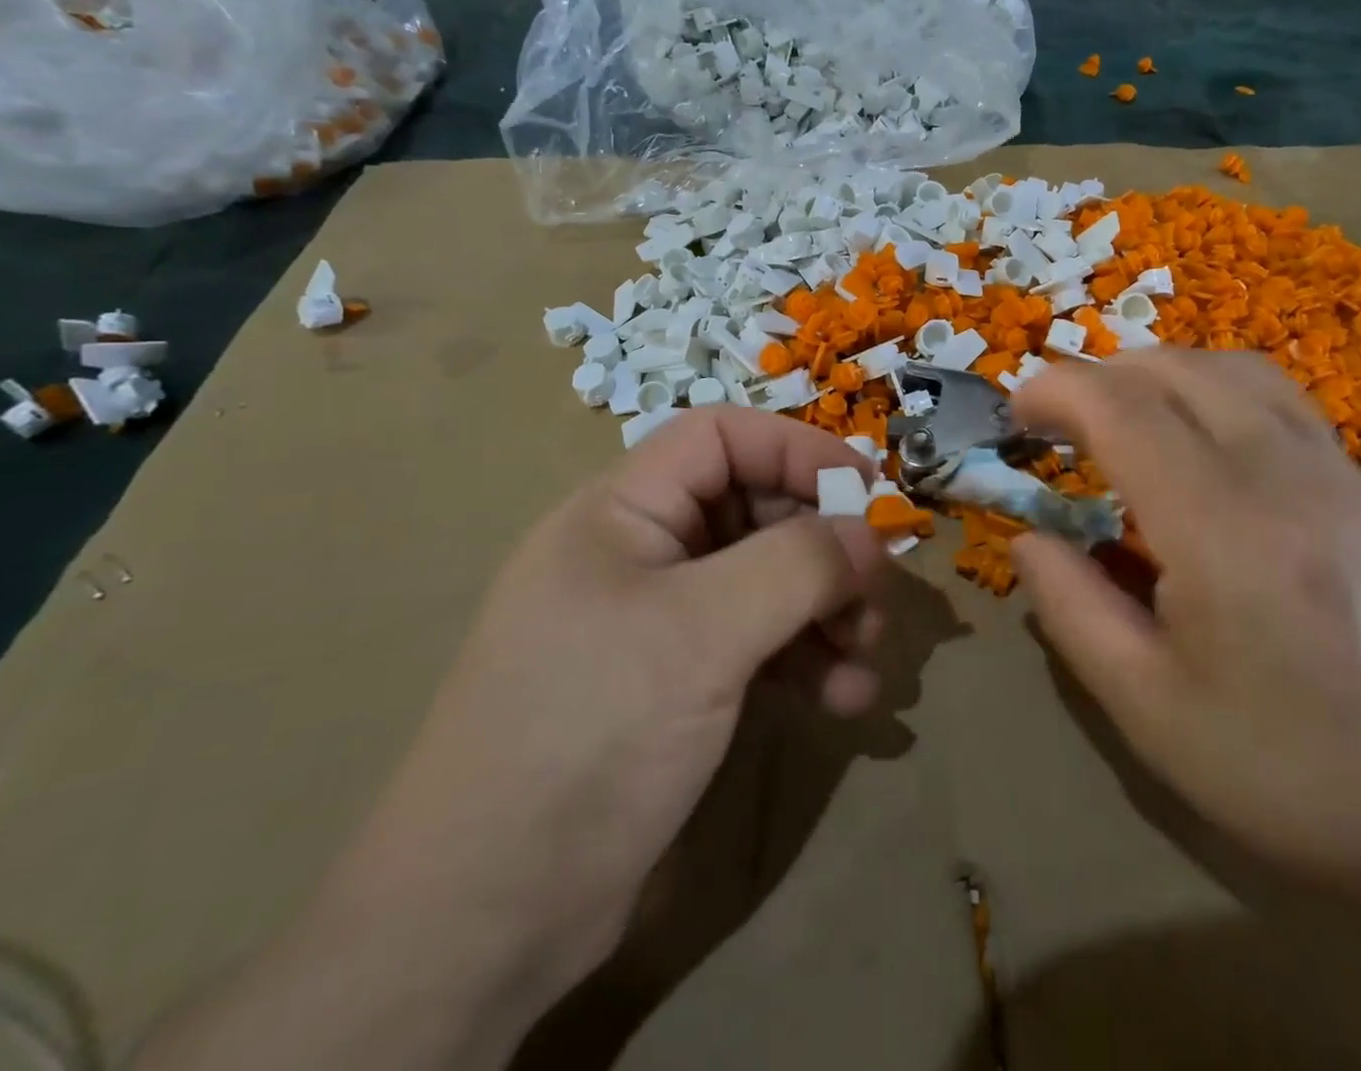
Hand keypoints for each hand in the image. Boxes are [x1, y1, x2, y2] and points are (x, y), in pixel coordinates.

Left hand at [332, 407, 889, 999]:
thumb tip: (869, 534)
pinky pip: (760, 644)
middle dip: (823, 547)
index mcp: (622, 513)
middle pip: (754, 510)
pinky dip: (807, 662)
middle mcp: (642, 554)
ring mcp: (660, 622)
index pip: (720, 437)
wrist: (485, 921)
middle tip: (876, 591)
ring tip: (866, 656)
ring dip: (826, 611)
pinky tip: (845, 700)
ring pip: (767, 581)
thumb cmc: (587, 735)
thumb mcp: (700, 635)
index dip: (795, 448)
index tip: (866, 489)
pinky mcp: (679, 684)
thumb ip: (796, 567)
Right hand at [1010, 349, 1360, 895]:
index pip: (1124, 409)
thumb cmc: (1293, 779)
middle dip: (1100, 374)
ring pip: (1237, 371)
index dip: (1057, 392)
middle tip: (1056, 421)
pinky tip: (1199, 448)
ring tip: (1120, 417)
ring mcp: (1342, 478)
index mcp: (1224, 531)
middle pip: (1179, 369)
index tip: (1016, 415)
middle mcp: (1287, 478)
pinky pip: (1280, 403)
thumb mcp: (1148, 710)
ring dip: (1160, 373)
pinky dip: (1215, 392)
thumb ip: (1071, 608)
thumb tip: (1029, 538)